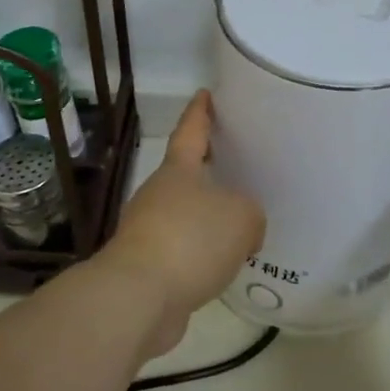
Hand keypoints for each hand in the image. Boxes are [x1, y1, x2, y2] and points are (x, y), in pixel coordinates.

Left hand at [99, 91, 265, 357]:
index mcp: (178, 171)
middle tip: (237, 168)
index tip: (205, 94)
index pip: (191, 131)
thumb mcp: (241, 217)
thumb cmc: (191, 240)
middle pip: (186, 175)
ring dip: (207, 219)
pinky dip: (201, 254)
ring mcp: (147, 231)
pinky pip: (183, 251)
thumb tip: (243, 229)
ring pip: (185, 216)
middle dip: (208, 172)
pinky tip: (221, 267)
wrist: (138, 296)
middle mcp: (158, 195)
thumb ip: (251, 214)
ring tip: (239, 227)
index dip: (200, 113)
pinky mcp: (147, 266)